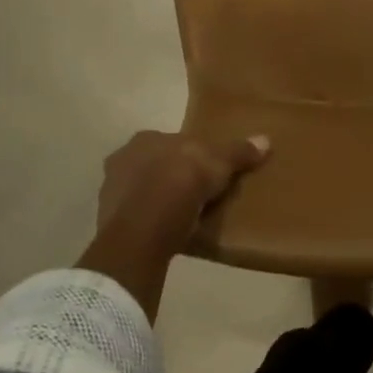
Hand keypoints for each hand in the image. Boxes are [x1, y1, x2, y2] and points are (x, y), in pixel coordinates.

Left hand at [96, 129, 270, 251]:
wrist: (145, 227)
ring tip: (181, 218)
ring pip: (140, 192)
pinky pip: (133, 219)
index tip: (205, 171)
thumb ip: (239, 152)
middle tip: (194, 195)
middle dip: (169, 177)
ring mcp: (109, 192)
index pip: (171, 142)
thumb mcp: (219, 164)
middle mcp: (122, 159)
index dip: (189, 156)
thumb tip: (266, 140)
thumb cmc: (181, 182)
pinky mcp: (106, 222)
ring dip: (155, 201)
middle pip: (153, 165)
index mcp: (146, 138)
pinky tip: (165, 233)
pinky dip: (147, 224)